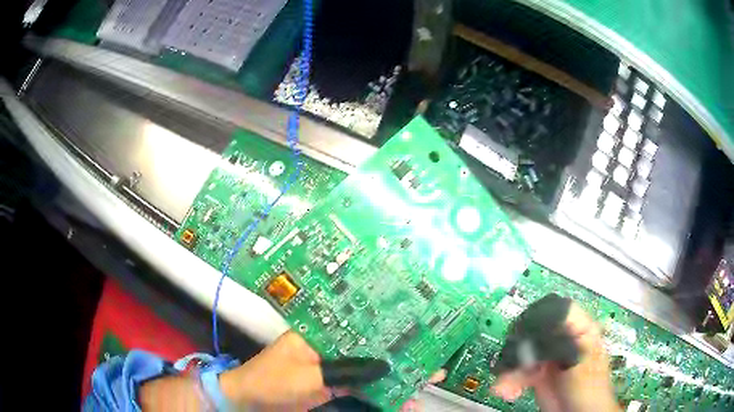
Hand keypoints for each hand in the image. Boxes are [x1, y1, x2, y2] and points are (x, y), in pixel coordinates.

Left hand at [221, 331, 445, 410]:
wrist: (252, 403)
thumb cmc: (274, 382)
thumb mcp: (311, 376)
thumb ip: (348, 371)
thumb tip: (386, 367)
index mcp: (321, 333)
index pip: (360, 326)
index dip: (388, 329)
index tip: (416, 330)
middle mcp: (331, 347)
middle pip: (371, 349)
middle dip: (400, 356)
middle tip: (431, 360)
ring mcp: (333, 368)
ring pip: (370, 370)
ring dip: (395, 377)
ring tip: (424, 381)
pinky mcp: (334, 386)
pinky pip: (362, 387)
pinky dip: (380, 394)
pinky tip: (399, 399)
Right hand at [491, 300, 619, 411]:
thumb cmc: (589, 391)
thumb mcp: (580, 367)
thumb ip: (566, 347)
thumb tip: (548, 330)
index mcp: (581, 330)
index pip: (559, 311)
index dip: (540, 319)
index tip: (523, 336)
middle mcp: (563, 339)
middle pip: (535, 331)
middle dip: (518, 349)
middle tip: (510, 365)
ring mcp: (549, 357)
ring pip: (522, 352)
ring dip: (510, 369)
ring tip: (505, 388)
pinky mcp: (537, 373)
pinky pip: (518, 370)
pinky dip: (508, 380)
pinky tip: (507, 391)